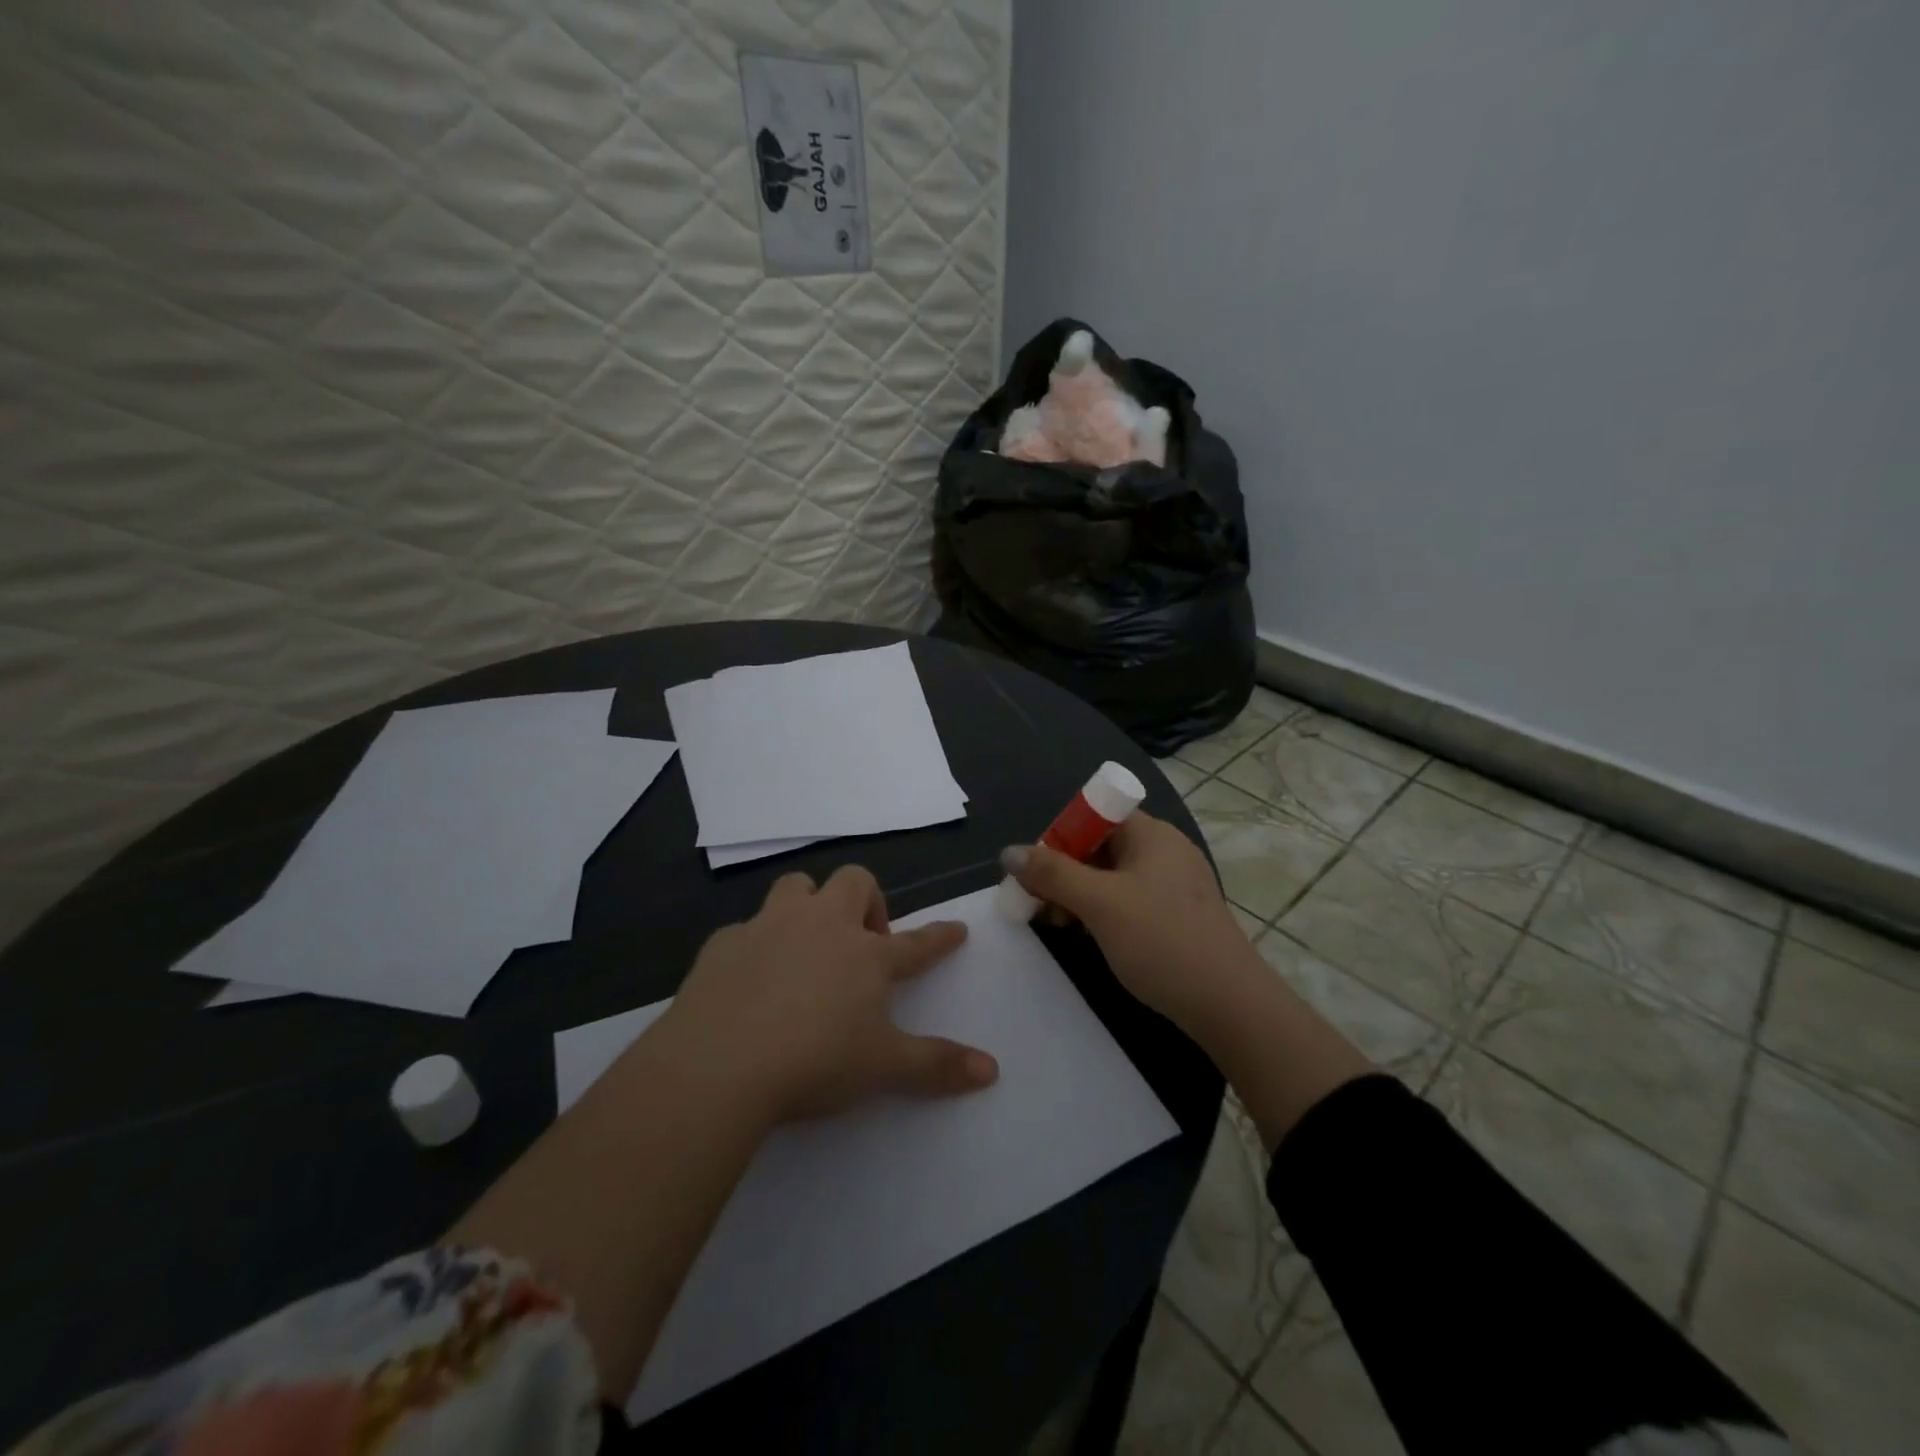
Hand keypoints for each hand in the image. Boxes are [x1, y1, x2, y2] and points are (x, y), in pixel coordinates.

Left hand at [661, 866, 998, 1123]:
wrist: (720, 1063)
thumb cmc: (815, 1061)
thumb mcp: (884, 1068)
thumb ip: (938, 1066)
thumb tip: (992, 1070)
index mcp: (866, 955)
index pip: (916, 941)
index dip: (939, 937)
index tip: (957, 930)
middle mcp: (822, 925)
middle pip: (854, 883)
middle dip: (867, 900)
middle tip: (864, 942)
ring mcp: (770, 927)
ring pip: (797, 887)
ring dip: (809, 904)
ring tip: (807, 941)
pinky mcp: (724, 943)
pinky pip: (746, 929)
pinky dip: (756, 944)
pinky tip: (750, 976)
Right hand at [1002, 811, 1258, 1032]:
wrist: (1229, 1005)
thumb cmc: (1162, 941)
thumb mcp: (1099, 903)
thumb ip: (1052, 874)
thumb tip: (1009, 852)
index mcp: (1151, 834)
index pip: (1095, 814)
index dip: (1060, 835)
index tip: (1036, 870)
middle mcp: (1164, 851)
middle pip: (1099, 845)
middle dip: (1063, 870)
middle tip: (1037, 903)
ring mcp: (1173, 885)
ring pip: (1111, 876)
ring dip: (1078, 894)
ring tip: (1055, 924)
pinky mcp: (1176, 916)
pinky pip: (1128, 900)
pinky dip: (1101, 911)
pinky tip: (1087, 936)